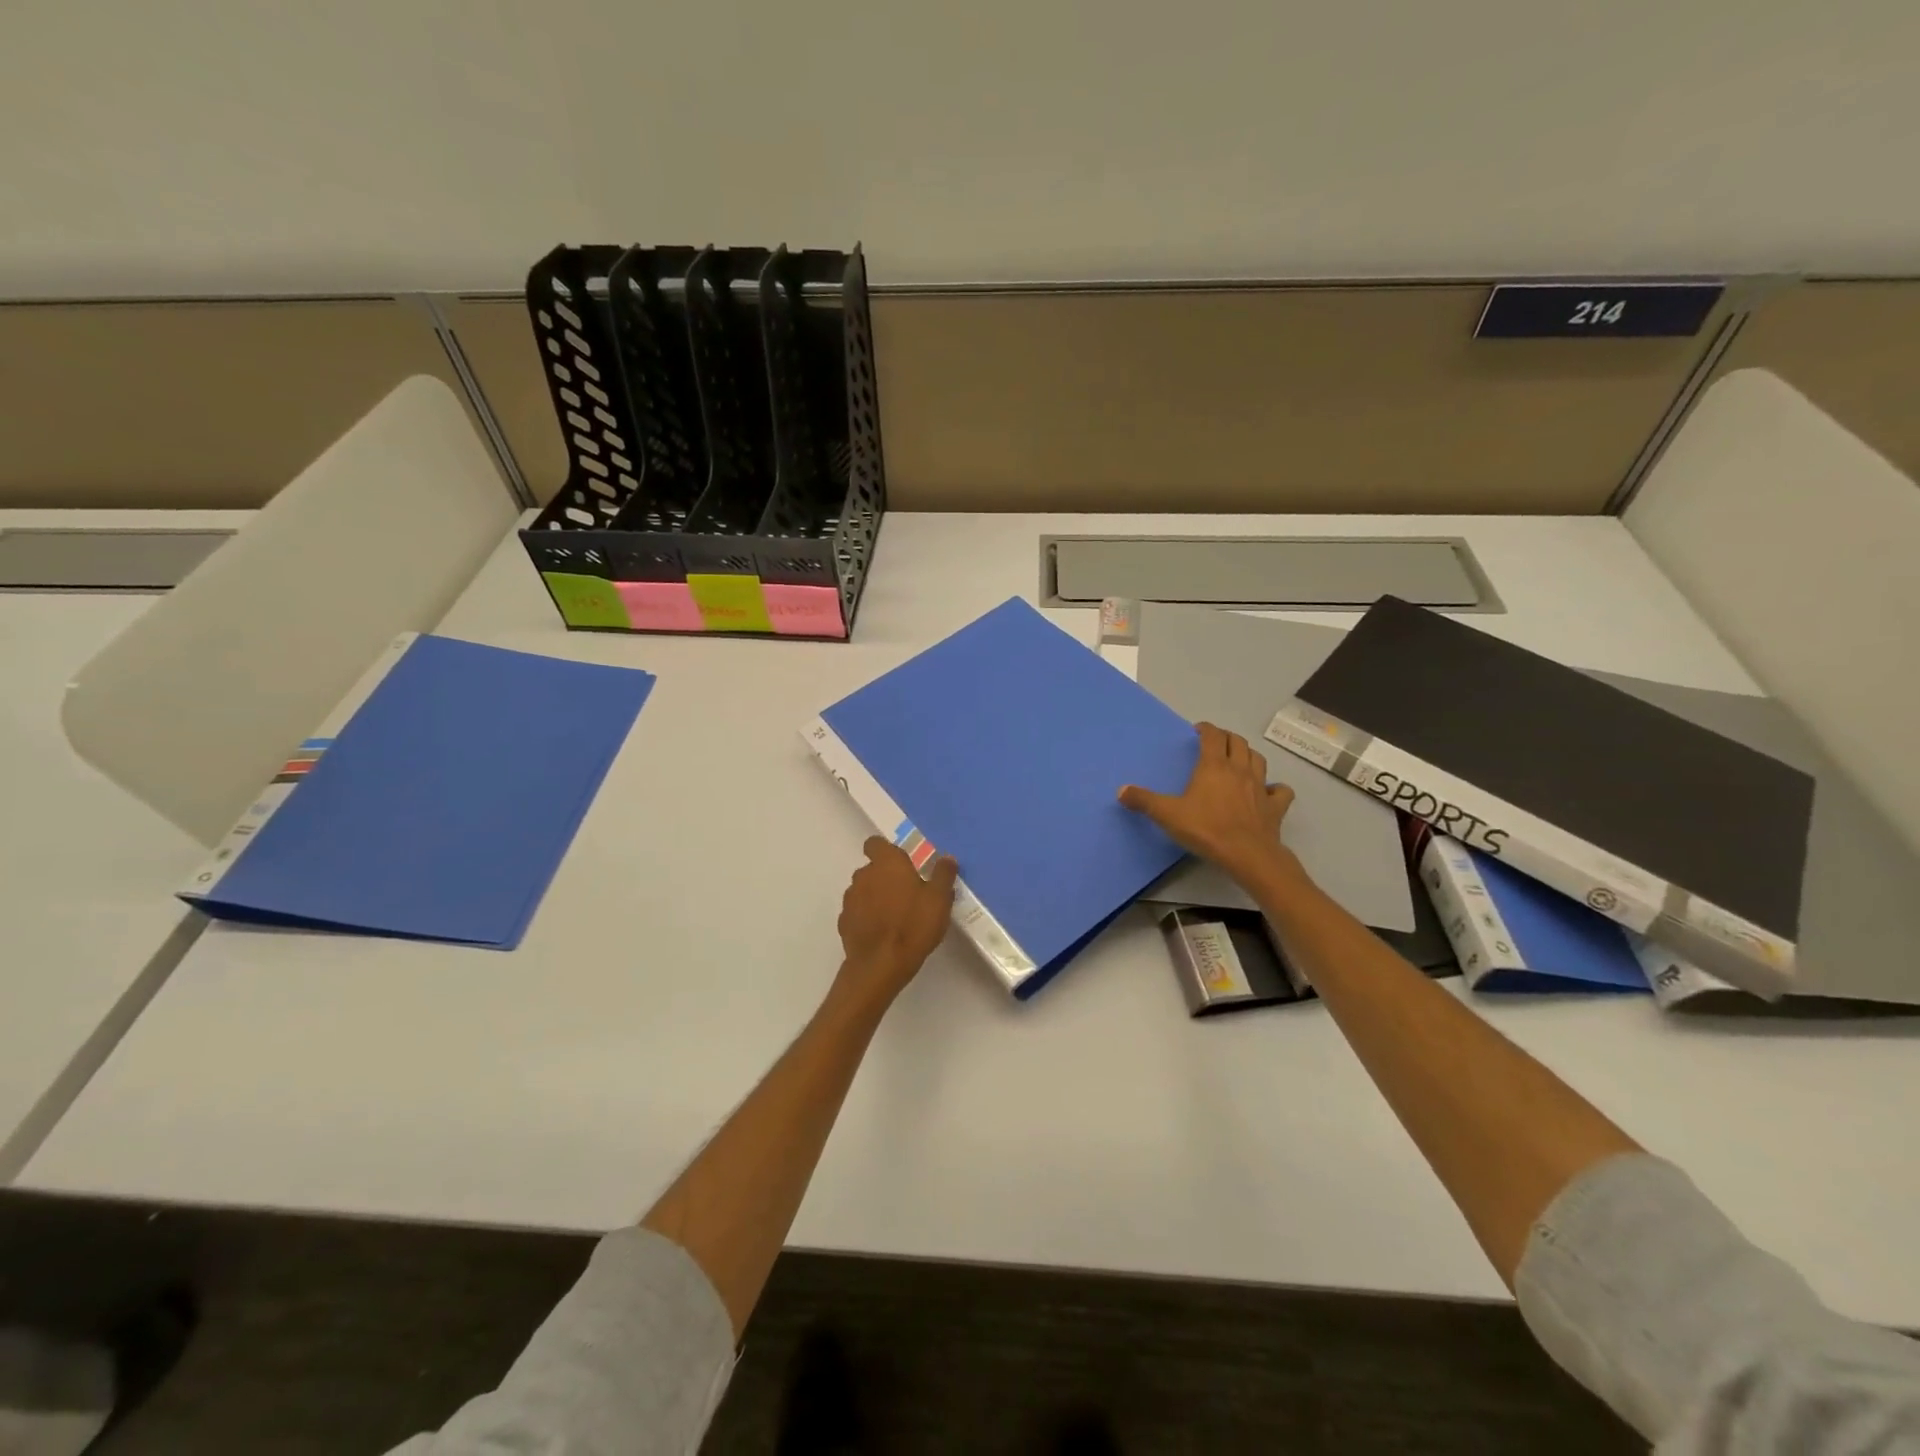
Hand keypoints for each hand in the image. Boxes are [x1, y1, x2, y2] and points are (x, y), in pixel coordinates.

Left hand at [834, 838, 958, 1010]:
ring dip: (875, 897)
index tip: (902, 864)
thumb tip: (947, 858)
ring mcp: (850, 899)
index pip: (876, 844)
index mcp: (887, 863)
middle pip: (872, 869)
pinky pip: (857, 913)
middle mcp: (864, 875)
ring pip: (863, 891)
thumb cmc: (914, 925)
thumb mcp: (939, 899)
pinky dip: (867, 917)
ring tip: (895, 916)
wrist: (880, 965)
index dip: (886, 851)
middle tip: (907, 894)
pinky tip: (882, 933)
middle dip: (886, 878)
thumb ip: (943, 875)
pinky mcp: (844, 922)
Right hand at [1120, 722, 1297, 885]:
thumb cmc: (1206, 829)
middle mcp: (1239, 769)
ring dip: (1248, 755)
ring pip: (1258, 759)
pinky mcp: (1275, 806)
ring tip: (1239, 760)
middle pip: (1238, 742)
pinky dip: (1275, 787)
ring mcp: (1261, 787)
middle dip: (1226, 738)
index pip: (1213, 736)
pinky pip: (1280, 790)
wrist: (1247, 854)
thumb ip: (1144, 801)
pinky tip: (1268, 791)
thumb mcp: (1167, 814)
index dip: (1206, 729)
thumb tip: (1121, 790)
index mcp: (1214, 766)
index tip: (1198, 731)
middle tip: (1216, 743)